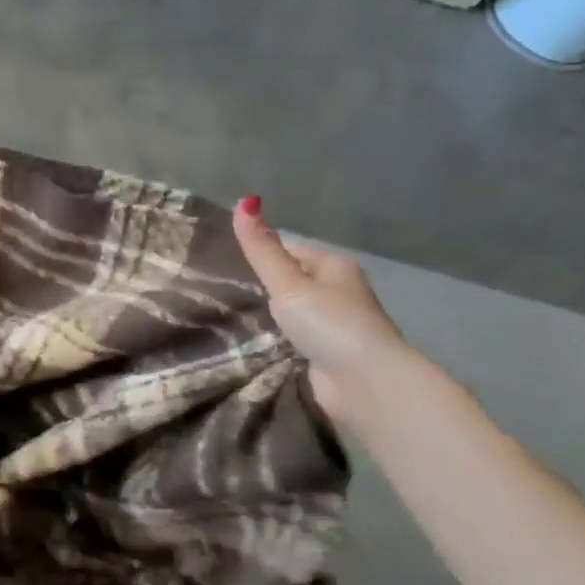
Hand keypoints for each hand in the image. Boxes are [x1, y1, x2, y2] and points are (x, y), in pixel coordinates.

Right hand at [230, 196, 412, 422]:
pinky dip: (277, 337)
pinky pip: (294, 336)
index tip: (222, 260)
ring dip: (269, 313)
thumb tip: (244, 201)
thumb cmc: (329, 323)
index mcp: (334, 266)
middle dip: (263, 284)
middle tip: (218, 286)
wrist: (366, 383)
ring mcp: (334, 324)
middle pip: (292, 280)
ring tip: (227, 311)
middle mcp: (339, 291)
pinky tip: (252, 338)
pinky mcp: (327, 353)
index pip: (290, 249)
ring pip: (292, 310)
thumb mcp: (288, 283)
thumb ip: (262, 249)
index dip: (260, 252)